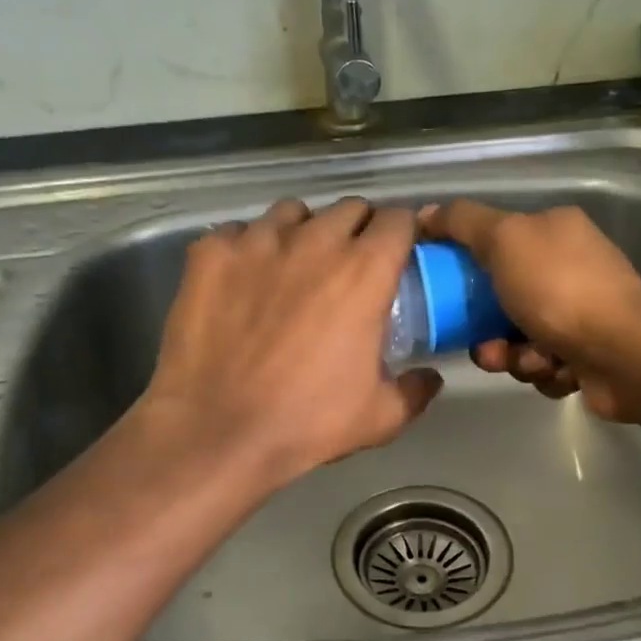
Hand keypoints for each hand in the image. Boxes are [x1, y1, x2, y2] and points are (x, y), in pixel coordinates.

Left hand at [140, 198, 442, 487]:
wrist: (216, 431)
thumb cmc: (306, 422)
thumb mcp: (380, 417)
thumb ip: (415, 390)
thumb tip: (430, 378)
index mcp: (363, 271)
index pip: (398, 219)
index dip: (402, 234)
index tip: (397, 255)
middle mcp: (314, 241)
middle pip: (349, 208)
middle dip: (357, 230)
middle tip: (348, 267)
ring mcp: (257, 241)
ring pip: (293, 212)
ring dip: (303, 232)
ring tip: (293, 266)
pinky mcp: (210, 252)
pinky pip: (238, 232)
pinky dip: (248, 248)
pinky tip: (242, 281)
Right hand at [421, 200, 640, 423]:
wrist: (626, 354)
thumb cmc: (560, 290)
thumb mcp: (504, 239)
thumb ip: (462, 222)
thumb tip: (425, 213)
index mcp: (553, 230)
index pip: (493, 241)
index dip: (463, 266)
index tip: (443, 291)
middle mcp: (569, 267)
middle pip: (500, 298)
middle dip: (487, 329)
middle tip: (486, 346)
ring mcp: (581, 312)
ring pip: (517, 337)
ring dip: (512, 355)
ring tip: (530, 361)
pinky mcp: (587, 354)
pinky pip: (541, 364)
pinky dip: (542, 370)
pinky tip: (558, 371)